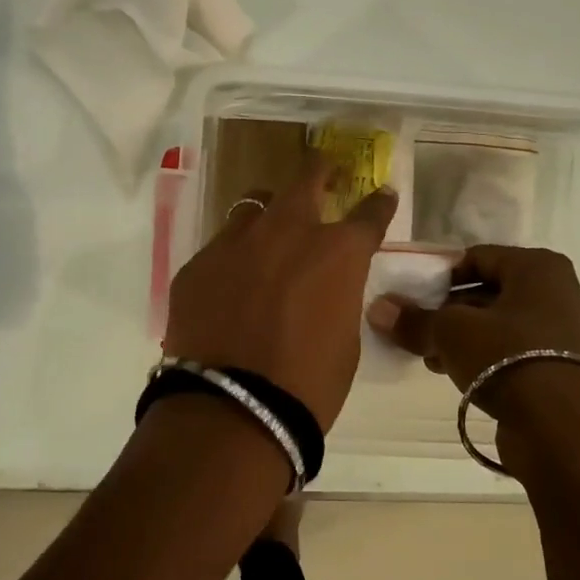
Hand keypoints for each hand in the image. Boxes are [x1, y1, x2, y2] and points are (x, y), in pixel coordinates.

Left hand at [164, 159, 397, 430]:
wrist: (233, 409)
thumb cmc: (308, 384)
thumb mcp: (345, 338)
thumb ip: (338, 296)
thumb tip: (324, 287)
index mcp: (336, 252)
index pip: (368, 213)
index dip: (379, 203)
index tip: (382, 195)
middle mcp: (286, 232)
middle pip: (305, 181)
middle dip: (320, 172)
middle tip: (326, 170)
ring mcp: (235, 243)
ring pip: (253, 207)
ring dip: (268, 213)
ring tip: (269, 229)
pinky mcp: (197, 264)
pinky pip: (220, 247)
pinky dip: (233, 257)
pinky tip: (229, 283)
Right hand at [366, 246, 579, 425]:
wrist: (567, 432)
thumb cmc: (508, 358)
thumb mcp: (451, 333)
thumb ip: (414, 320)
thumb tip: (378, 309)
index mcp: (539, 268)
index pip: (478, 257)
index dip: (441, 276)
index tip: (415, 299)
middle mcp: (561, 293)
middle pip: (491, 292)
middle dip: (451, 311)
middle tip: (421, 331)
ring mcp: (570, 334)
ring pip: (504, 326)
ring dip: (467, 339)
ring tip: (434, 359)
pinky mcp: (569, 371)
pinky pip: (520, 353)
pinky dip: (491, 360)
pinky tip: (462, 378)